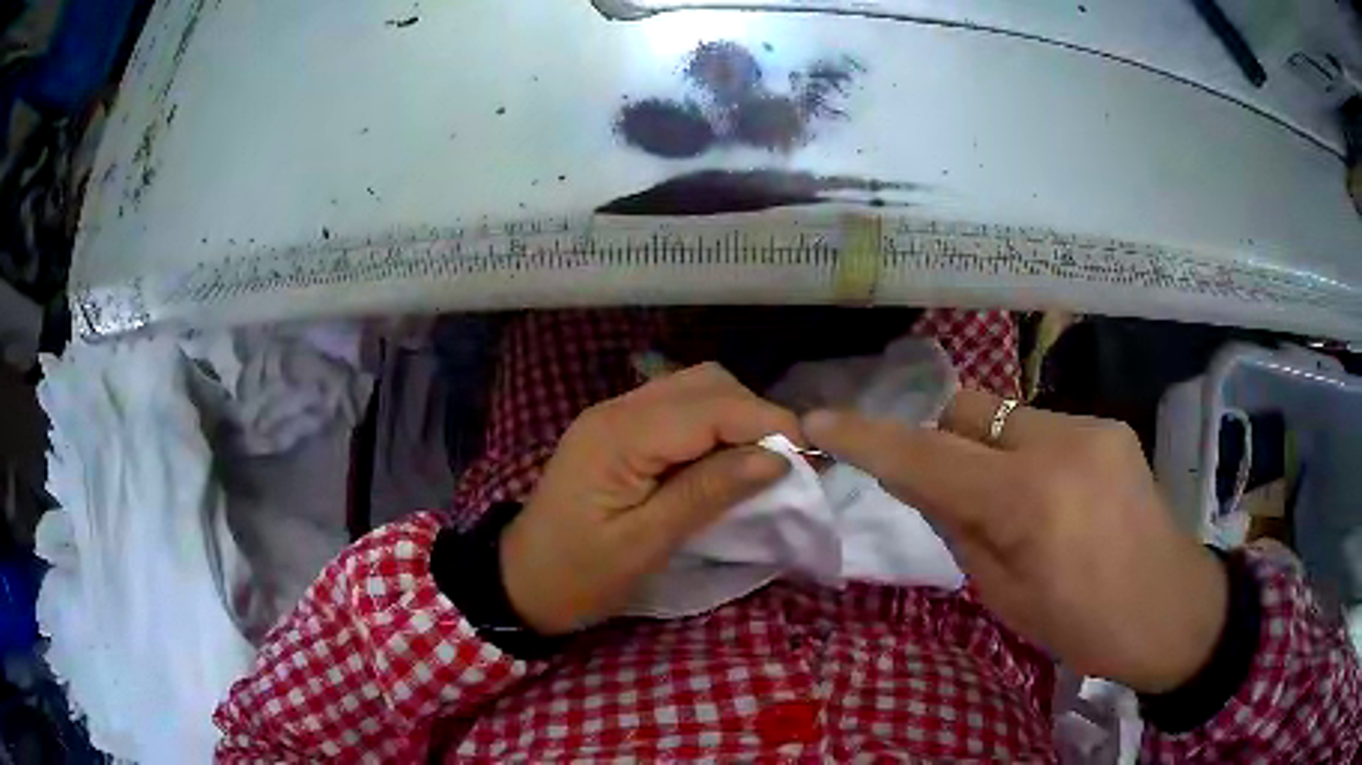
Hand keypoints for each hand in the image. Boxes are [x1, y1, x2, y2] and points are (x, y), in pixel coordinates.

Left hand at [503, 363, 800, 634]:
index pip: (711, 407)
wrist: (521, 581)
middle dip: (755, 415)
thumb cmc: (579, 575)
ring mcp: (614, 415)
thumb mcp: (645, 544)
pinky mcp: (617, 431)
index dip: (767, 423)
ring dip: (736, 417)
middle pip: (706, 384)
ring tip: (761, 463)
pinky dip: (713, 426)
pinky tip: (725, 460)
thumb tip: (776, 457)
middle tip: (785, 463)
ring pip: (695, 389)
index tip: (811, 455)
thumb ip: (708, 492)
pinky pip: (678, 409)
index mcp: (620, 436)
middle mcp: (617, 409)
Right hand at [804, 389, 1227, 693]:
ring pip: (1004, 418)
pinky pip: (1041, 427)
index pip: (929, 457)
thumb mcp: (1007, 598)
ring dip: (986, 452)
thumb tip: (924, 484)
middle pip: (965, 411)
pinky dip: (1023, 455)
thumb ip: (960, 530)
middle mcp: (1060, 442)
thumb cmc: (1086, 626)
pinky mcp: (1109, 426)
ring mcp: (1091, 426)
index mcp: (1030, 501)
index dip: (869, 438)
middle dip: (937, 440)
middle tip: (940, 489)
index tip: (819, 423)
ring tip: (1010, 505)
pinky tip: (1050, 498)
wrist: (1174, 609)